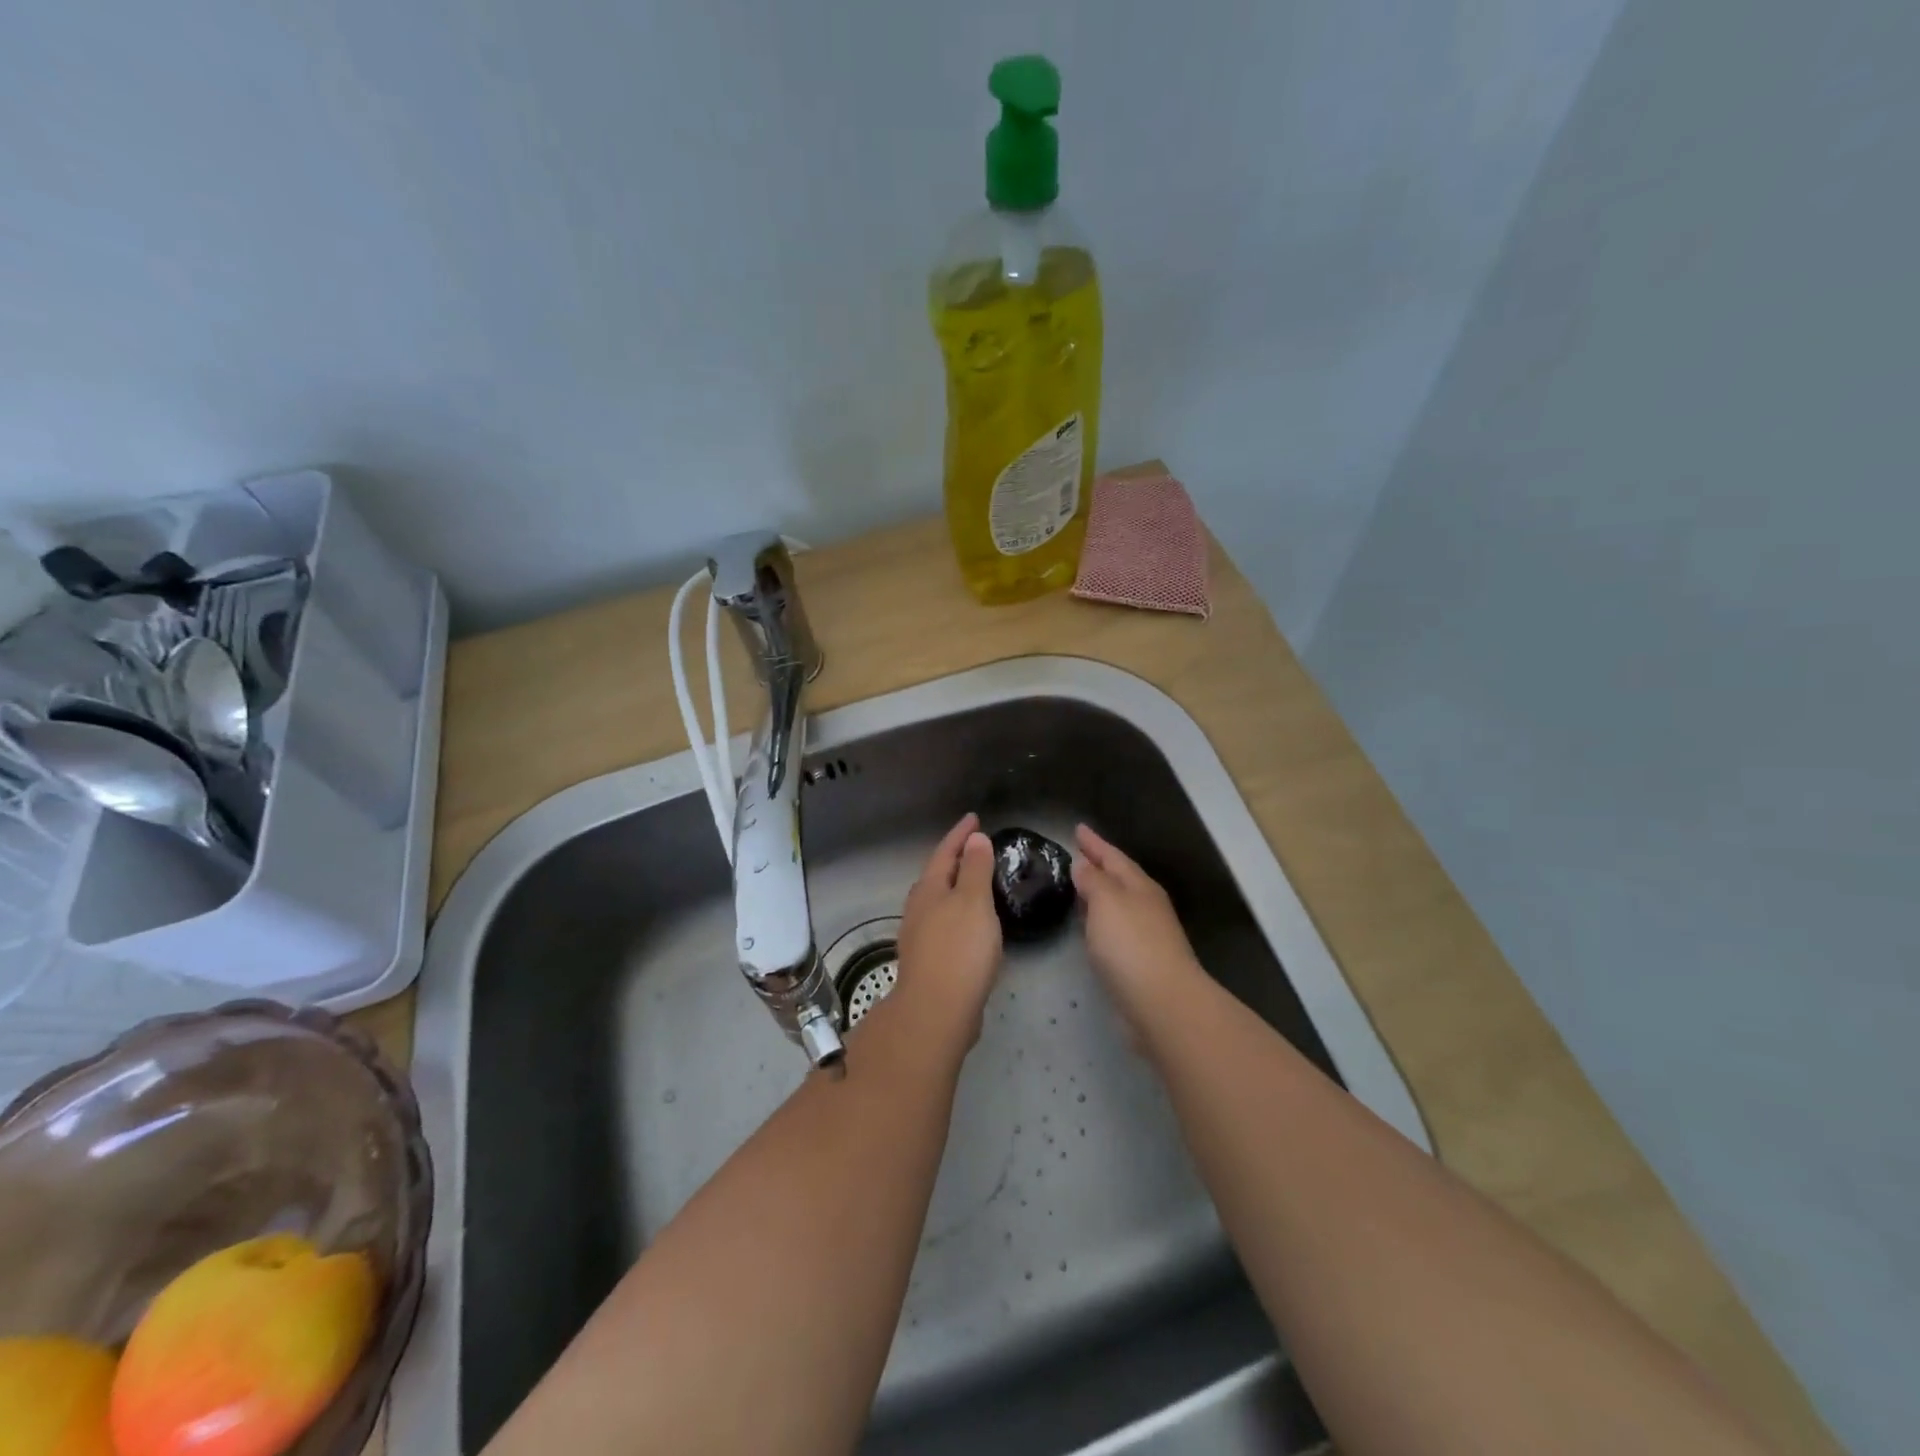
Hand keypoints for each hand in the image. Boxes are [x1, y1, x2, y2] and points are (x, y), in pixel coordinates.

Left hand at [885, 813, 1003, 1052]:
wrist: (937, 1011)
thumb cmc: (959, 949)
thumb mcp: (974, 902)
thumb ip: (976, 869)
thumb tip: (974, 839)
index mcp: (929, 889)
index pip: (945, 852)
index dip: (960, 834)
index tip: (974, 818)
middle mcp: (918, 908)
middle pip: (937, 875)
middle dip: (955, 860)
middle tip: (977, 848)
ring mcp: (919, 935)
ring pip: (938, 901)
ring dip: (956, 887)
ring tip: (977, 883)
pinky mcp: (928, 960)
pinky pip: (944, 924)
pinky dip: (959, 914)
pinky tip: (972, 926)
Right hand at [1072, 825, 1205, 1040]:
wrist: (1163, 1003)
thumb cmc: (1131, 944)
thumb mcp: (1106, 902)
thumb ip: (1093, 880)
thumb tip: (1083, 865)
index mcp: (1139, 886)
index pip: (1113, 856)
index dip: (1094, 843)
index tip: (1077, 828)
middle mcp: (1146, 905)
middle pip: (1120, 878)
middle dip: (1099, 865)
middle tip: (1076, 855)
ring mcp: (1147, 934)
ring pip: (1118, 904)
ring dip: (1099, 893)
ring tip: (1078, 887)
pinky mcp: (1141, 961)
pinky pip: (1116, 928)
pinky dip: (1101, 920)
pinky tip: (1090, 927)